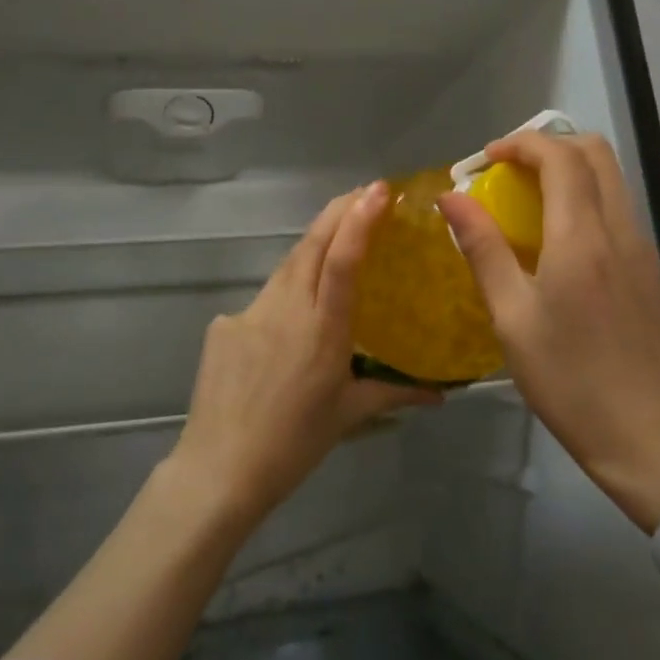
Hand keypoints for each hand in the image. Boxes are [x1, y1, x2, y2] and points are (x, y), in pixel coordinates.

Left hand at [171, 183, 440, 524]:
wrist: (219, 470)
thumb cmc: (294, 444)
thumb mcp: (350, 414)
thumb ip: (396, 393)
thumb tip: (441, 394)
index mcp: (322, 328)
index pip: (342, 260)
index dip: (360, 219)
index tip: (379, 190)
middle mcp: (285, 308)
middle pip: (312, 243)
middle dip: (339, 211)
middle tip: (366, 194)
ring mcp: (249, 312)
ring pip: (287, 265)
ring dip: (313, 246)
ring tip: (335, 240)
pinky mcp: (224, 323)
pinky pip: (262, 299)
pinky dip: (283, 296)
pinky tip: (287, 322)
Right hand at [440, 132, 659, 533]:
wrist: (652, 439)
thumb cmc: (570, 380)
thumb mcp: (512, 317)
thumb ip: (483, 248)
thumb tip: (451, 197)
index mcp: (582, 237)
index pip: (560, 157)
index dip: (521, 143)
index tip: (486, 159)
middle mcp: (619, 230)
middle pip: (596, 153)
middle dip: (549, 146)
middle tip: (508, 171)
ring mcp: (641, 249)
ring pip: (611, 179)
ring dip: (569, 170)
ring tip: (525, 200)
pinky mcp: (649, 271)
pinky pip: (617, 209)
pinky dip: (585, 198)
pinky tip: (556, 239)